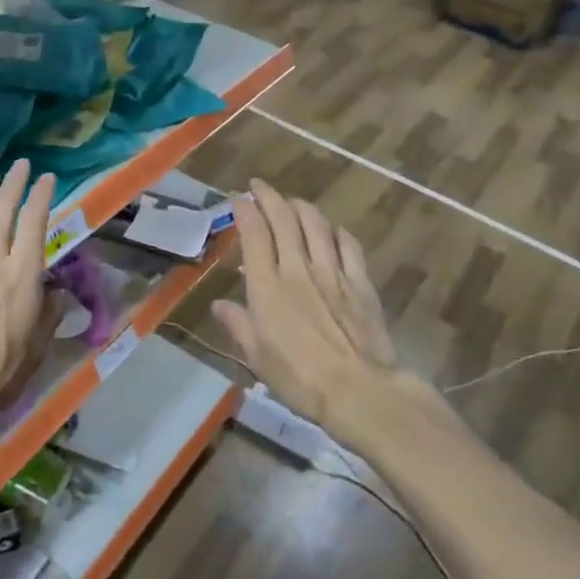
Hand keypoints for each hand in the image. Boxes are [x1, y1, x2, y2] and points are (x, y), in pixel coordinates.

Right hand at [212, 179, 423, 450]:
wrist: (359, 391)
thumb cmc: (299, 379)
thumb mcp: (257, 357)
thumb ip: (238, 325)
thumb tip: (218, 306)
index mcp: (267, 287)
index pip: (254, 233)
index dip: (244, 210)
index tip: (237, 198)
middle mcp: (298, 269)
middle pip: (284, 218)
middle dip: (269, 197)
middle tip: (259, 187)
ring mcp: (333, 272)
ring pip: (316, 224)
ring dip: (301, 207)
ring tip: (292, 203)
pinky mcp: (360, 282)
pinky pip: (348, 244)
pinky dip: (336, 231)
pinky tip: (332, 230)